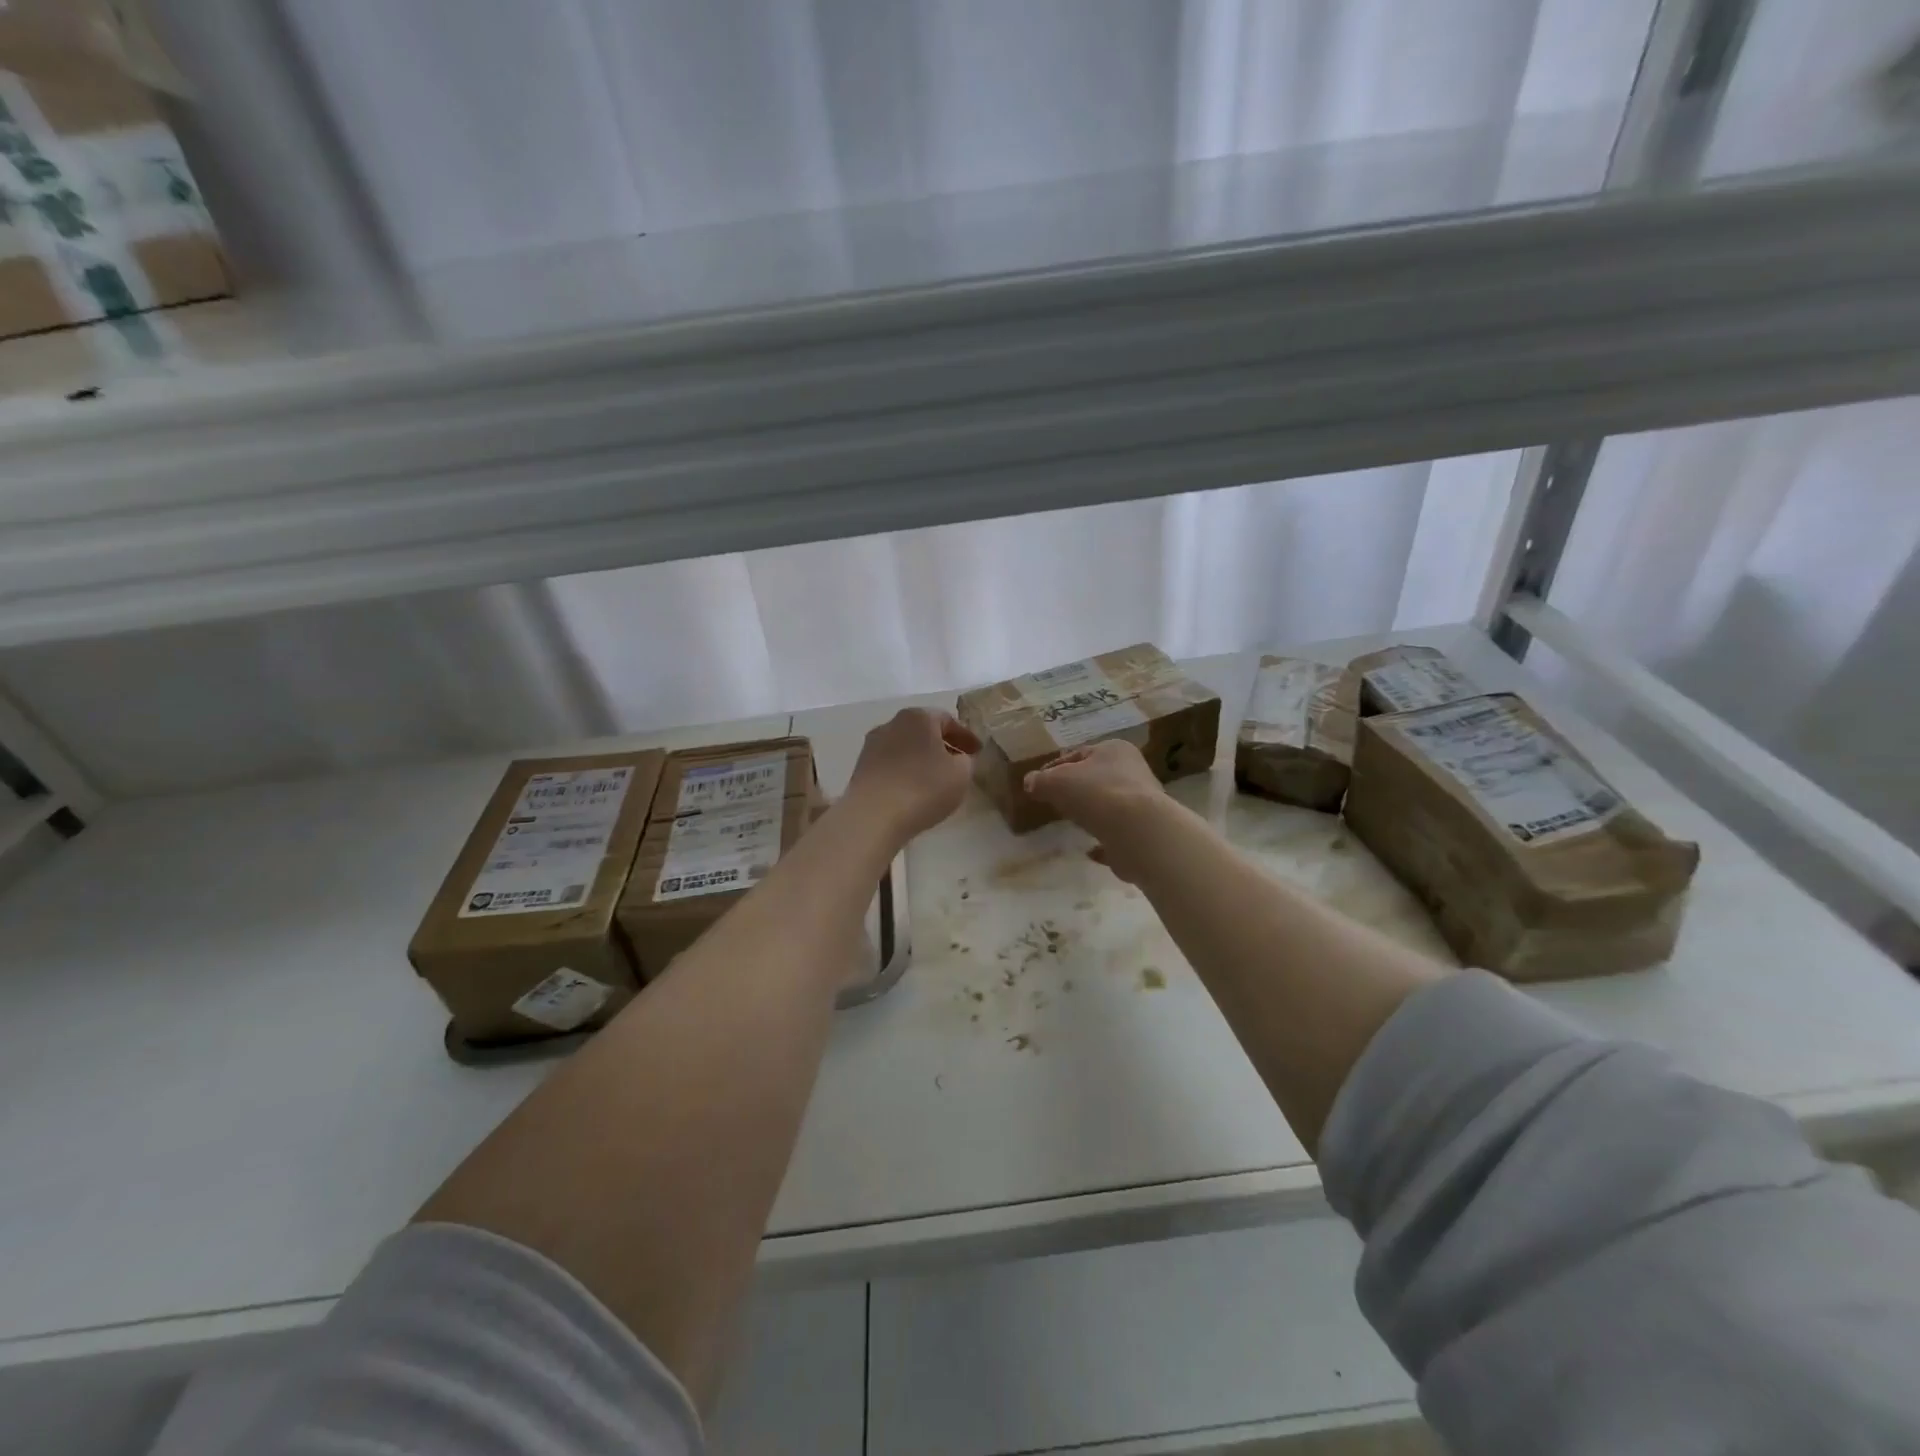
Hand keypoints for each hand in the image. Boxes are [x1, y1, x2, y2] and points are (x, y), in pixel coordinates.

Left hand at [843, 708, 980, 846]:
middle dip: (942, 745)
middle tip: (958, 762)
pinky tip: (913, 790)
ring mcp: (872, 746)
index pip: (948, 720)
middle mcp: (892, 724)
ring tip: (935, 779)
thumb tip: (957, 759)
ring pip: (905, 748)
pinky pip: (891, 765)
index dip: (966, 737)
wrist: (873, 816)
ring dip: (921, 759)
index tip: (978, 752)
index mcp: (918, 717)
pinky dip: (905, 772)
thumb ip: (965, 761)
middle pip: (923, 731)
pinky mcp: (861, 768)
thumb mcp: (961, 774)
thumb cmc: (923, 788)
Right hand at [1024, 740, 1168, 880]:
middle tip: (1054, 802)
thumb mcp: (1056, 781)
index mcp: (1115, 750)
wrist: (1136, 831)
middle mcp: (1133, 772)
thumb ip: (1041, 781)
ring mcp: (1142, 804)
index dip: (1055, 767)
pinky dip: (1103, 840)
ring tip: (1071, 823)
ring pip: (1110, 805)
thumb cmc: (1096, 793)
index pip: (1079, 754)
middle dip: (1076, 789)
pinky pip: (1117, 835)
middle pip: (1097, 778)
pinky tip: (1089, 850)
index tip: (1039, 783)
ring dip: (1092, 813)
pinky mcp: (1143, 834)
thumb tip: (1030, 782)